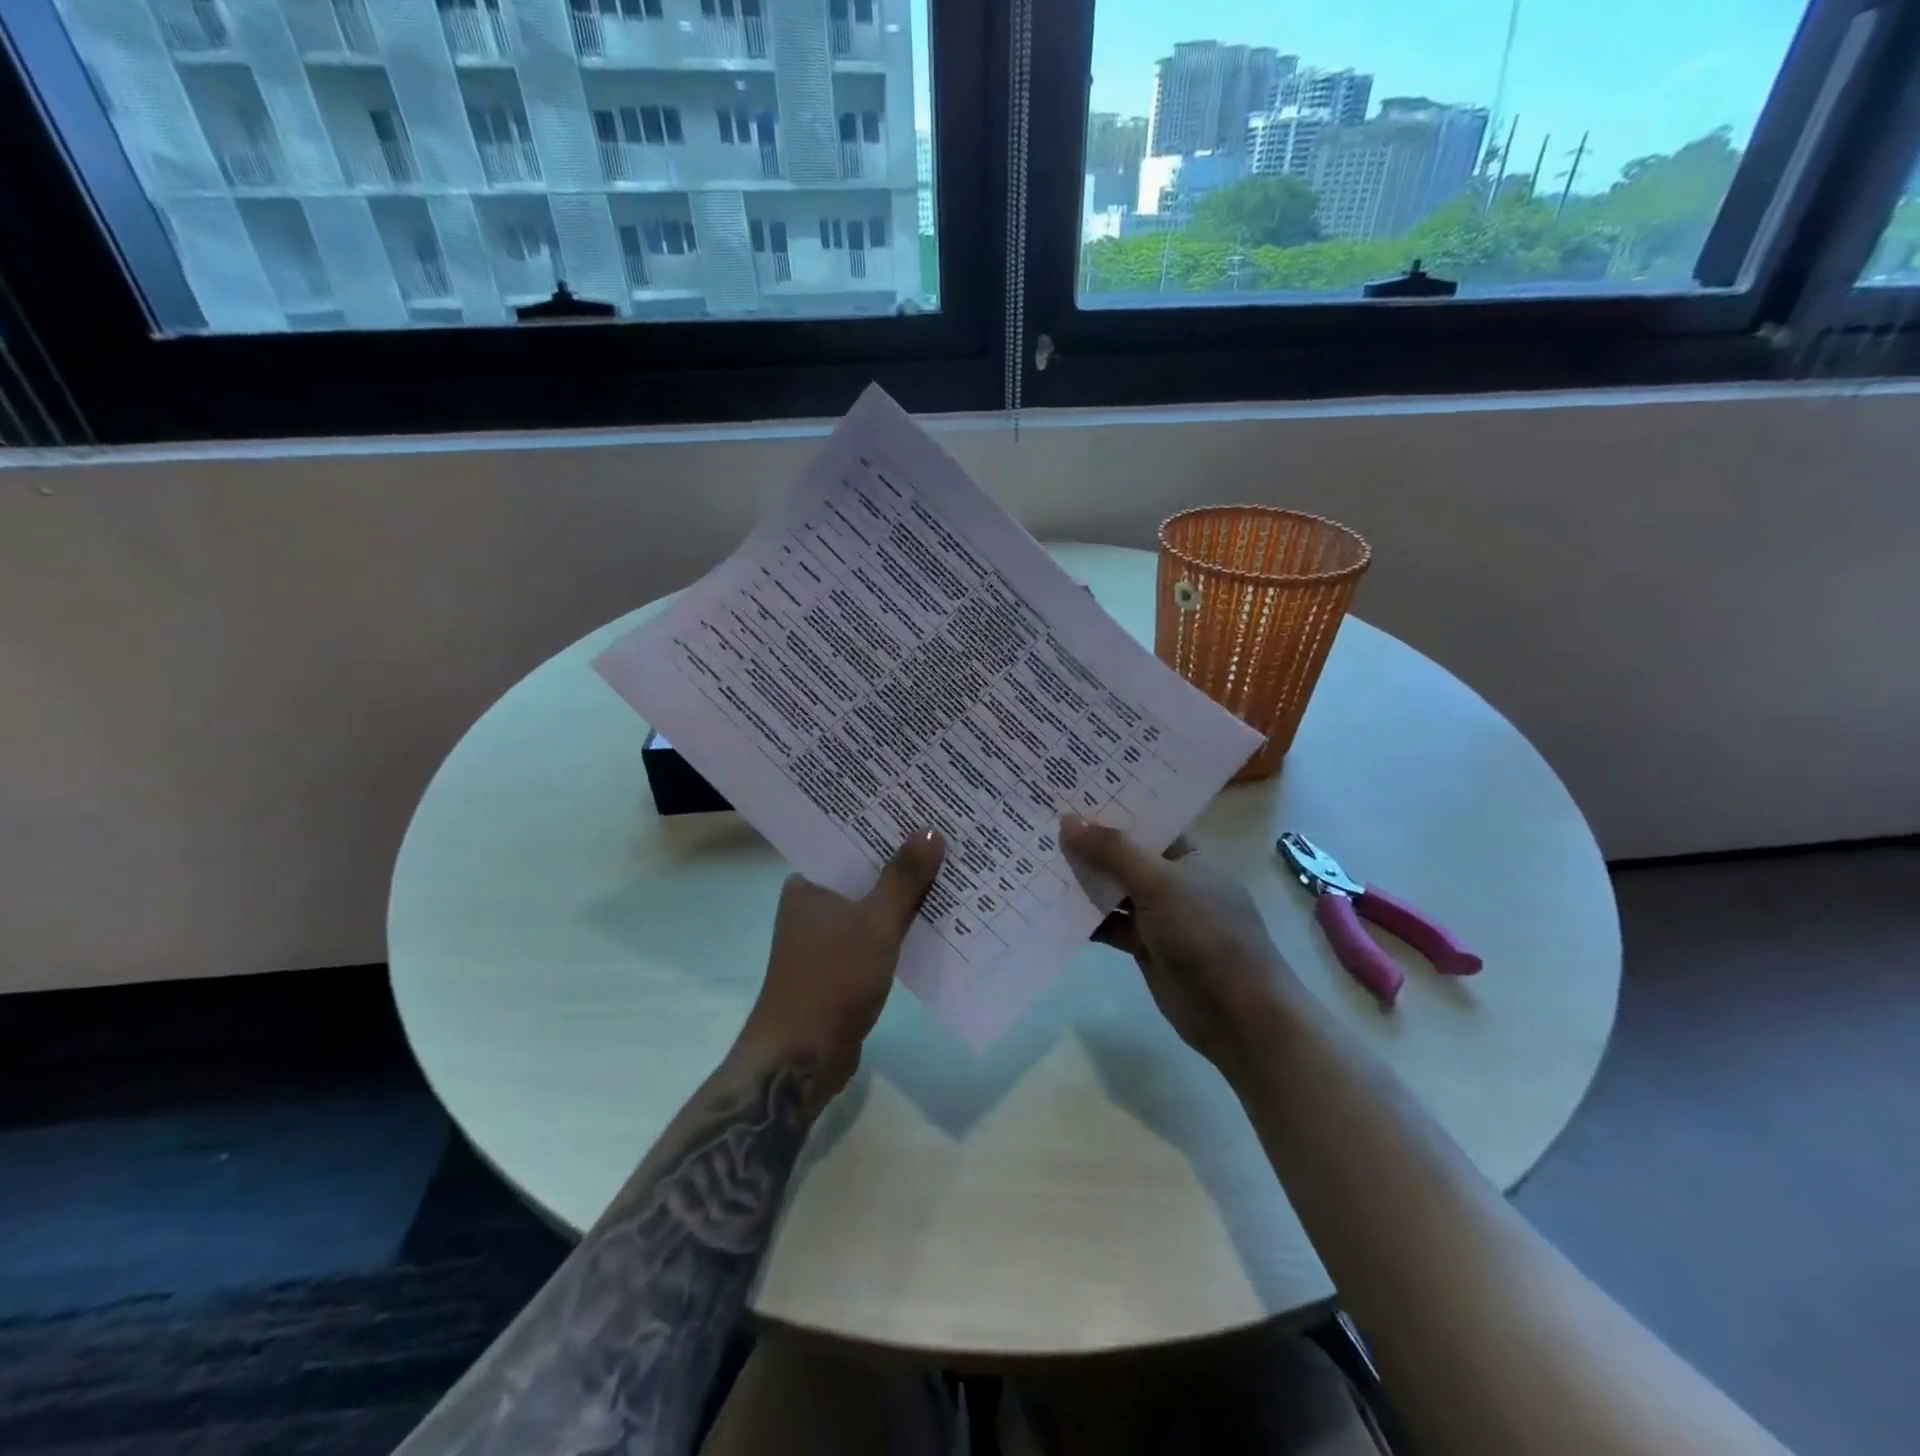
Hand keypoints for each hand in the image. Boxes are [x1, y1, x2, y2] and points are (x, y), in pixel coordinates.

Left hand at [735, 829, 945, 1102]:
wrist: (802, 1057)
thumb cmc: (832, 979)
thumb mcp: (876, 923)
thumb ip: (904, 878)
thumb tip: (932, 830)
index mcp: (809, 884)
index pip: (850, 841)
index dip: (886, 826)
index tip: (922, 809)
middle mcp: (813, 904)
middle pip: (865, 872)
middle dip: (903, 859)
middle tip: (946, 834)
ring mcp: (827, 937)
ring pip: (873, 904)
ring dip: (905, 895)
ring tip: (950, 868)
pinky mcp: (842, 965)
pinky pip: (877, 933)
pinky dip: (900, 926)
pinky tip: (936, 918)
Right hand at [1062, 815, 1301, 1075]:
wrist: (1238, 1014)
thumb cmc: (1206, 934)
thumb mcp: (1159, 883)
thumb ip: (1113, 852)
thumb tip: (1068, 820)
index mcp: (1188, 855)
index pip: (1147, 822)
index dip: (1113, 807)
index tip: (1071, 791)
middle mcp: (1172, 881)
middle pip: (1124, 855)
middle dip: (1089, 842)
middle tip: (1041, 820)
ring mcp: (1159, 916)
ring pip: (1113, 891)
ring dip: (1082, 880)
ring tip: (1035, 857)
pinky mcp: (1145, 948)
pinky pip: (1109, 925)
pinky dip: (1085, 919)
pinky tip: (1049, 906)